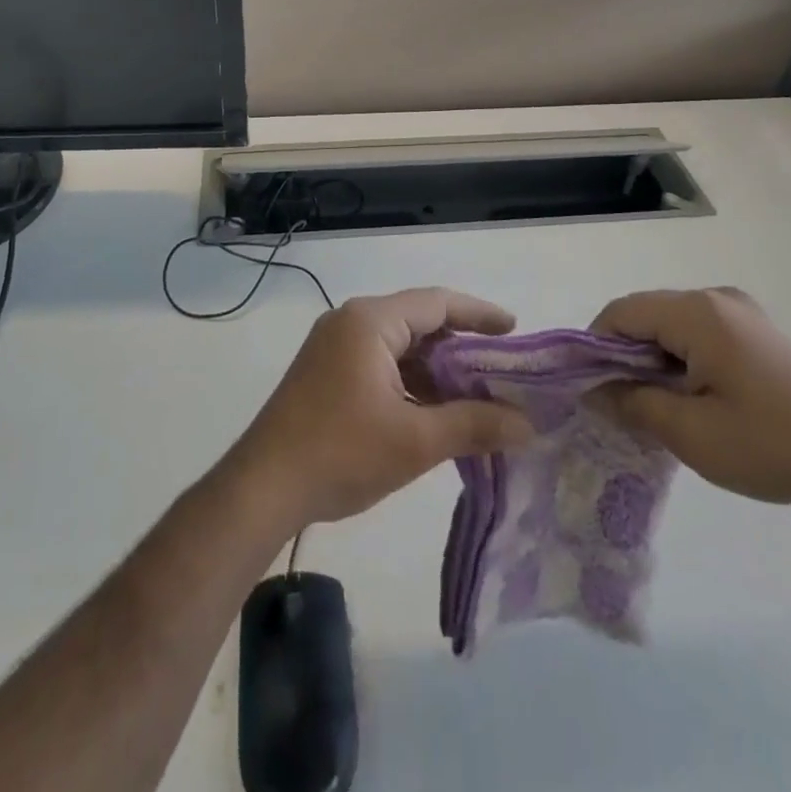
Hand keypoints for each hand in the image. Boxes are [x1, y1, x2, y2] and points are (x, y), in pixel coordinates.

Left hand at [229, 288, 533, 528]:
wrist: (262, 489)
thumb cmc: (341, 453)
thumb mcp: (415, 441)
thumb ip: (474, 425)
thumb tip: (528, 425)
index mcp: (370, 321)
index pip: (437, 302)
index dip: (479, 314)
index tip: (514, 330)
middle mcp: (350, 322)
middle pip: (418, 321)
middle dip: (460, 346)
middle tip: (500, 370)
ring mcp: (333, 347)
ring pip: (398, 346)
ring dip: (434, 369)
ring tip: (474, 396)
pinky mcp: (324, 372)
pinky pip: (379, 363)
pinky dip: (409, 381)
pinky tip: (432, 411)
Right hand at [589, 288, 790, 510]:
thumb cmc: (772, 442)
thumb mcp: (691, 433)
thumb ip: (633, 404)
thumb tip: (594, 392)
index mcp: (696, 313)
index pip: (620, 313)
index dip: (594, 347)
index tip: (591, 391)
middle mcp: (714, 298)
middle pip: (645, 314)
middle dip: (624, 356)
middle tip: (622, 406)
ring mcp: (738, 311)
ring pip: (671, 325)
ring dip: (653, 360)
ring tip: (658, 408)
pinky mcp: (756, 330)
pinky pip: (698, 333)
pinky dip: (681, 359)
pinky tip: (693, 399)